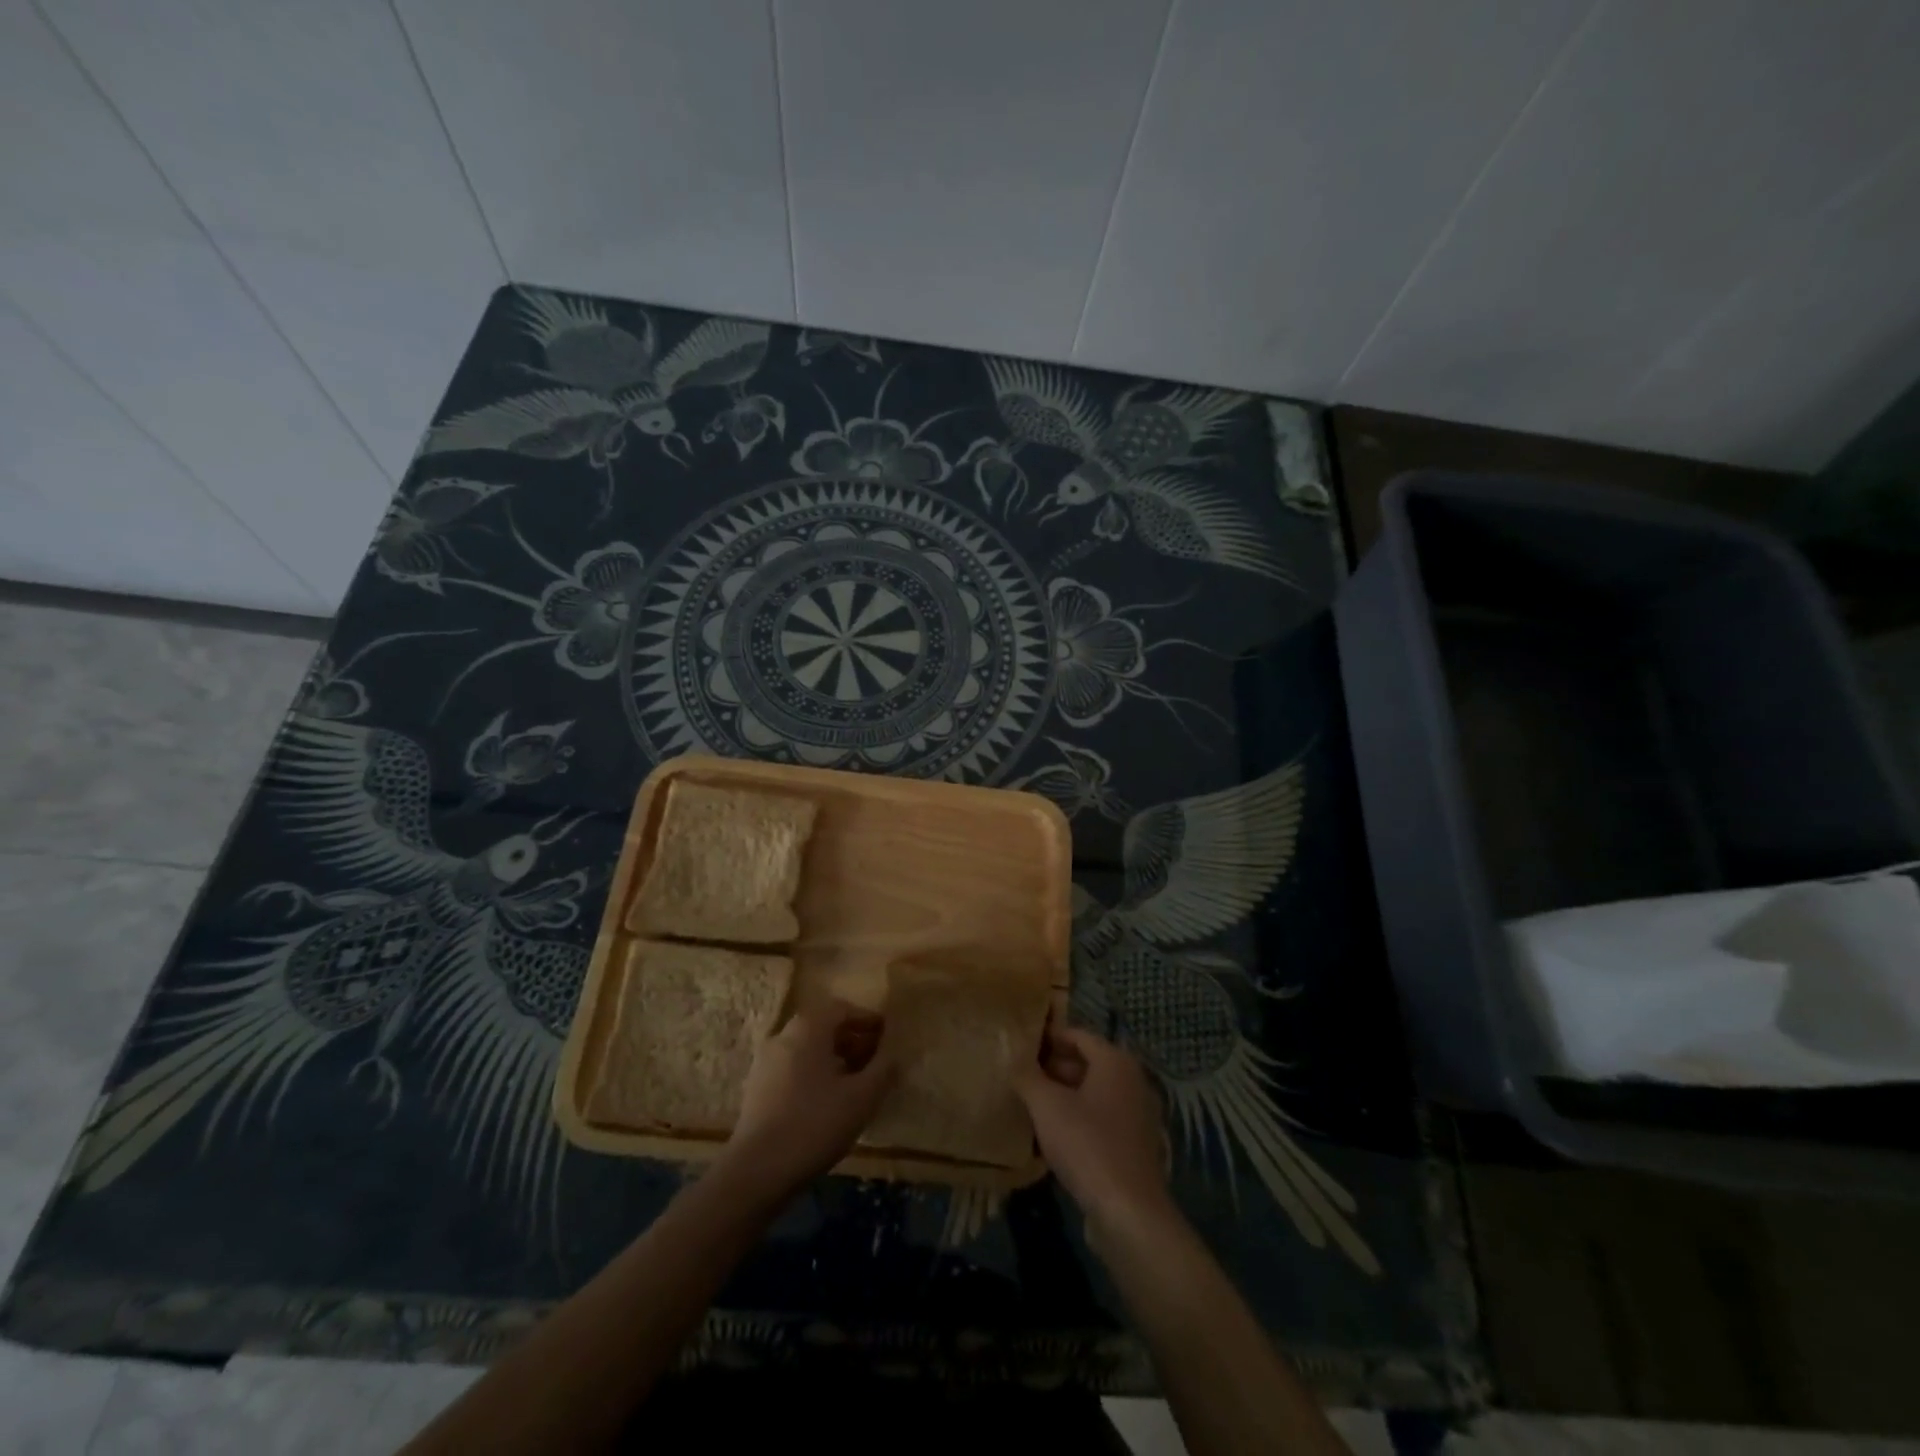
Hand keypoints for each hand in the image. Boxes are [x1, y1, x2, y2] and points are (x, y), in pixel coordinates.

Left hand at [721, 999, 894, 1198]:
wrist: (757, 1171)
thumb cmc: (815, 1124)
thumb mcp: (862, 1097)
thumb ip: (883, 1070)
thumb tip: (894, 1054)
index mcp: (808, 1027)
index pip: (842, 1009)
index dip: (868, 1020)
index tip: (887, 1036)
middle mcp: (783, 1035)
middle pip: (823, 1027)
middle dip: (852, 1040)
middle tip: (875, 1060)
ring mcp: (765, 1062)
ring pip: (807, 1049)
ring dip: (833, 1058)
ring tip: (855, 1083)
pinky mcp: (757, 1088)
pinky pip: (793, 1068)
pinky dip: (814, 1074)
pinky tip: (827, 1102)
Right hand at [1015, 1026, 1173, 1232]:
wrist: (1129, 1211)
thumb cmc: (1087, 1145)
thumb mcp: (1046, 1106)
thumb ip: (1027, 1076)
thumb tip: (1013, 1057)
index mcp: (1115, 1061)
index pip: (1078, 1035)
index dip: (1048, 1038)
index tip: (1022, 1047)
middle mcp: (1132, 1080)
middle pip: (1088, 1063)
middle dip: (1054, 1068)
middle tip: (1023, 1077)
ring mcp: (1138, 1113)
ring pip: (1094, 1093)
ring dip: (1065, 1095)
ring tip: (1033, 1104)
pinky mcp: (1136, 1144)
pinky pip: (1103, 1118)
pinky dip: (1080, 1118)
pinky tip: (1055, 1135)